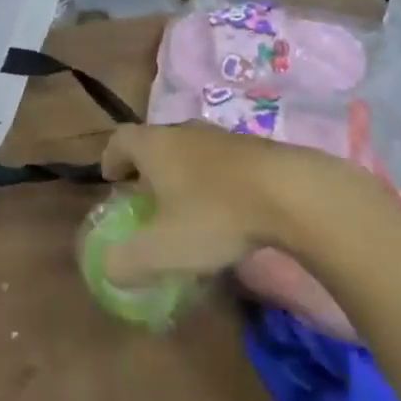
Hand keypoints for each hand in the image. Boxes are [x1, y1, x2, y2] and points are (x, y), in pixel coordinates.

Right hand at [98, 123, 340, 285]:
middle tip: (147, 199)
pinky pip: (222, 161)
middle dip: (147, 168)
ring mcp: (223, 136)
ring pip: (191, 150)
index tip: (111, 180)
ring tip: (188, 208)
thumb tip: (108, 268)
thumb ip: (127, 261)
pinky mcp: (256, 148)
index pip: (121, 138)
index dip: (111, 158)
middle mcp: (185, 131)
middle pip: (156, 141)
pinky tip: (227, 210)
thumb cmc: (216, 215)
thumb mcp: (163, 250)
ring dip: (183, 174)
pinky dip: (214, 180)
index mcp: (156, 146)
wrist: (292, 192)